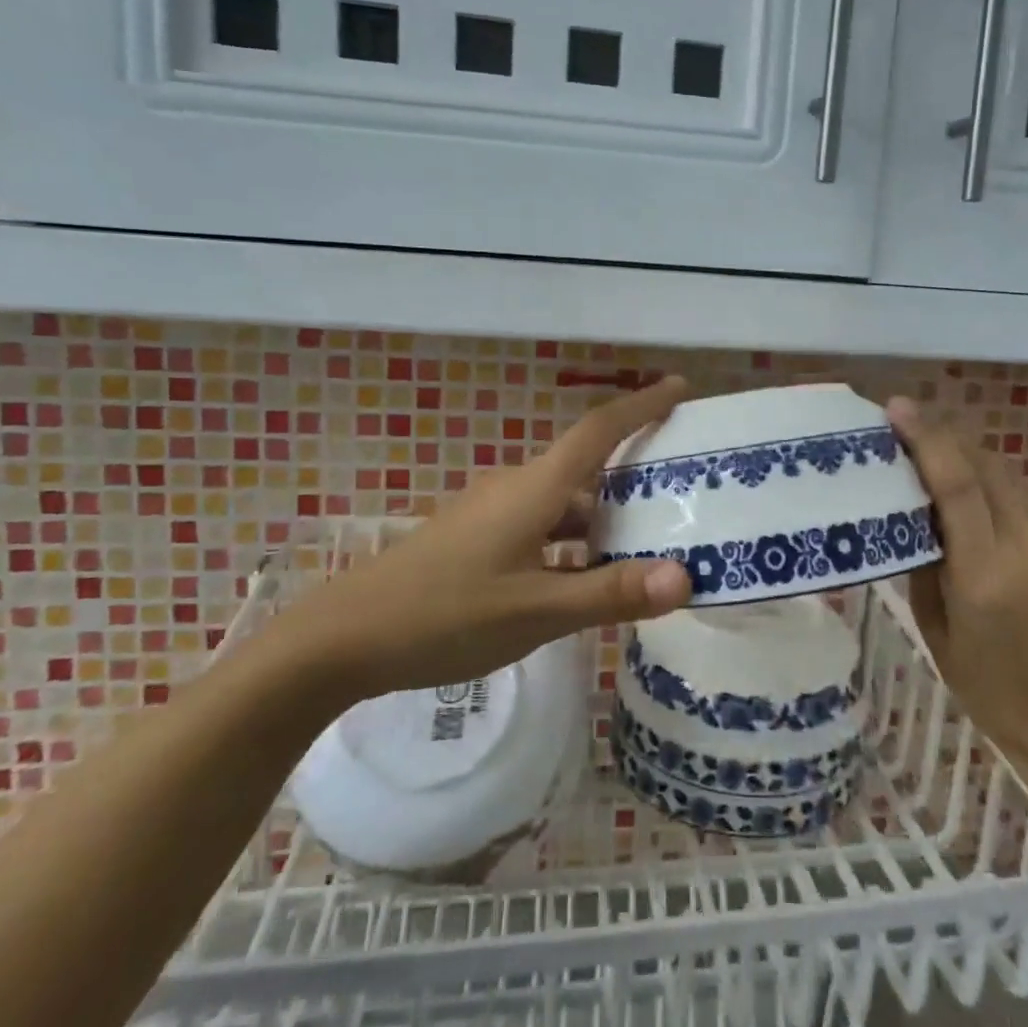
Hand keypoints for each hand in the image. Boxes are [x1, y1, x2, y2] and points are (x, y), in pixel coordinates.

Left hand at [268, 379, 693, 703]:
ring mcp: (492, 515)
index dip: (642, 405)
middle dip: (635, 468)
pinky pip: (541, 527)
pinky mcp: (476, 541)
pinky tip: (587, 578)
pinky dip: (574, 541)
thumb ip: (611, 593)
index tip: (680, 387)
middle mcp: (515, 489)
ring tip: (650, 538)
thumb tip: (685, 577)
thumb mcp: (537, 611)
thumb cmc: (444, 615)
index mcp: (534, 489)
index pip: (599, 430)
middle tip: (684, 483)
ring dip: (604, 514)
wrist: (343, 638)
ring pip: (563, 503)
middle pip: (586, 465)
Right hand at [886, 398, 1027, 776]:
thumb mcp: (938, 631)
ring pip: (1005, 483)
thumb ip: (927, 566)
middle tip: (905, 420)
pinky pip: (1018, 509)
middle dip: (945, 436)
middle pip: (987, 468)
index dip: (928, 440)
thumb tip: (914, 517)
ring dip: (966, 460)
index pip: (958, 487)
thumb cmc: (988, 691)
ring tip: (927, 453)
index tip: (898, 408)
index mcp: (986, 576)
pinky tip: (965, 505)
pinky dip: (987, 493)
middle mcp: (1027, 550)